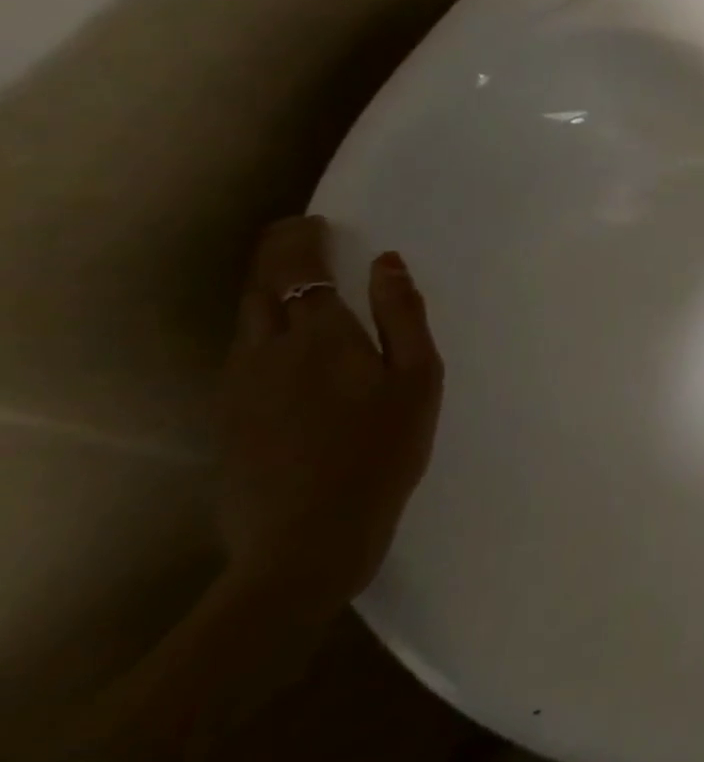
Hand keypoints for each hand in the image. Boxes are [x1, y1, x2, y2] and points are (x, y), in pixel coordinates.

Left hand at [217, 216, 442, 616]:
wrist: (308, 540)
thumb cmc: (383, 450)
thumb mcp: (418, 378)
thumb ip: (403, 315)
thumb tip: (388, 262)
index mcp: (319, 338)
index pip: (296, 269)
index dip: (299, 240)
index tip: (312, 220)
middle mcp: (266, 353)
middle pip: (260, 289)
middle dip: (276, 255)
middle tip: (298, 235)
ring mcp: (238, 388)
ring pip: (244, 321)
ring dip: (265, 290)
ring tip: (295, 280)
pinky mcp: (227, 418)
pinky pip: (240, 353)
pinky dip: (260, 326)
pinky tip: (284, 340)